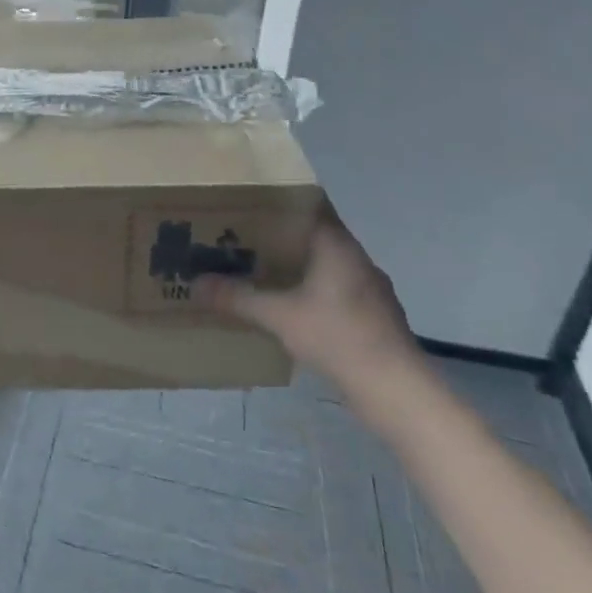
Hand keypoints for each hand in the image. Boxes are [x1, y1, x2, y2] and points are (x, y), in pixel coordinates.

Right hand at [204, 201, 420, 401]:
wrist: (396, 390)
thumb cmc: (337, 337)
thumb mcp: (278, 316)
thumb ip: (237, 298)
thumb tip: (196, 284)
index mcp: (337, 246)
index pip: (308, 206)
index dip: (278, 203)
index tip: (247, 203)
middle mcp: (356, 259)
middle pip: (314, 235)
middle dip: (279, 236)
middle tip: (241, 236)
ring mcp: (369, 288)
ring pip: (325, 265)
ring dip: (296, 266)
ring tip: (259, 270)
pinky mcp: (373, 315)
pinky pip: (335, 289)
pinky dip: (311, 290)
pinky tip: (290, 307)